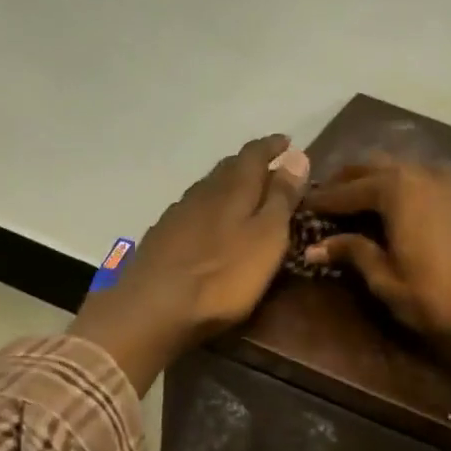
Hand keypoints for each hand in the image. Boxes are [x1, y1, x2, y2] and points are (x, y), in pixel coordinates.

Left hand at [69, 135, 309, 392]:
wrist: (153, 308)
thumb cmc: (223, 277)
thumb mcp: (267, 238)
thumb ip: (281, 198)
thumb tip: (297, 155)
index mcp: (232, 188)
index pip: (255, 154)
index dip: (272, 146)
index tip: (287, 142)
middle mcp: (202, 192)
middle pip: (228, 168)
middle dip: (250, 164)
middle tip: (268, 169)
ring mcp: (177, 214)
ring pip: (208, 189)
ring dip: (227, 187)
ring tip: (243, 196)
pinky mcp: (162, 238)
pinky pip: (192, 212)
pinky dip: (208, 211)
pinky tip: (209, 226)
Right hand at [304, 159, 450, 359]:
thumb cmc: (438, 300)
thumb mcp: (387, 281)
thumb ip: (354, 254)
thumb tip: (315, 245)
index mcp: (397, 191)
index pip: (349, 190)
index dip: (323, 199)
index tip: (302, 206)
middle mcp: (422, 174)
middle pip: (375, 167)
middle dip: (348, 180)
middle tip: (327, 198)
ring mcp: (450, 182)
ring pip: (402, 169)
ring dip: (376, 180)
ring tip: (358, 202)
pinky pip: (425, 180)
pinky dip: (404, 187)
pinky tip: (399, 208)